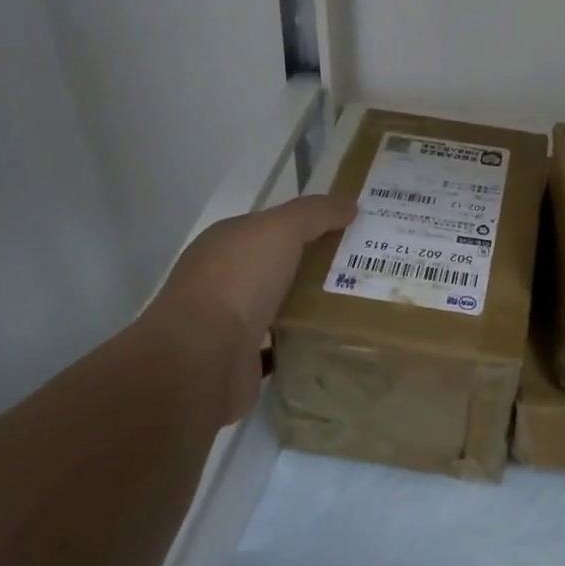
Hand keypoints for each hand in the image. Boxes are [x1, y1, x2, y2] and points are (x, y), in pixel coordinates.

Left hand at [141, 195, 353, 420]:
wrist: (202, 359)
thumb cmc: (238, 280)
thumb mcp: (281, 229)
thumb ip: (315, 213)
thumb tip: (349, 205)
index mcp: (226, 242)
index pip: (272, 226)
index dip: (309, 224)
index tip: (350, 229)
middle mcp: (223, 278)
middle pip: (278, 265)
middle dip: (315, 264)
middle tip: (363, 267)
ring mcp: (227, 322)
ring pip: (278, 305)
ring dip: (309, 305)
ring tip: (356, 303)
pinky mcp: (239, 359)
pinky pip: (279, 344)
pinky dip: (300, 341)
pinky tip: (332, 339)